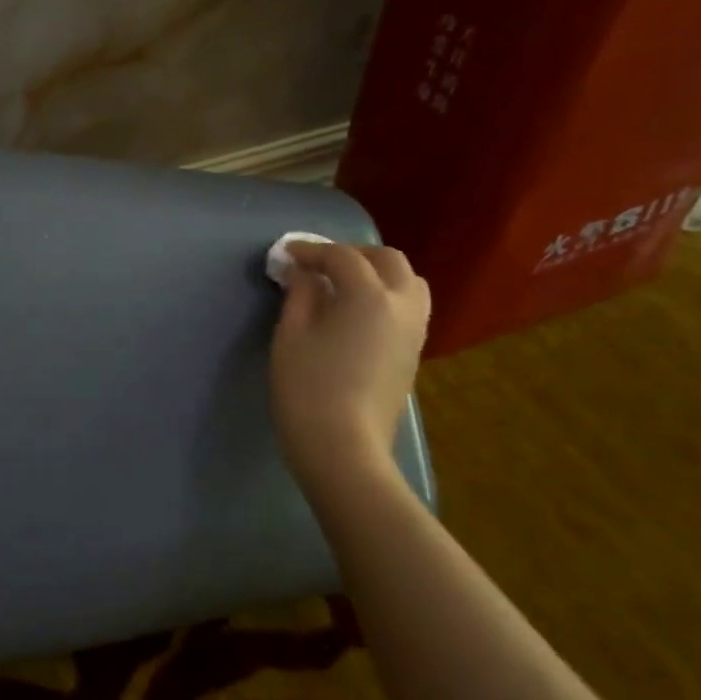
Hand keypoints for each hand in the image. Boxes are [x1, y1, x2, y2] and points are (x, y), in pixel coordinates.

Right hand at [270, 240, 430, 495]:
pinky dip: (385, 297)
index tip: (287, 255)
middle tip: (320, 264)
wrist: (343, 449)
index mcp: (370, 296)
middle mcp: (402, 306)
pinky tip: (356, 314)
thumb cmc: (308, 388)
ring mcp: (414, 332)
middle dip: (353, 254)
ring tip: (343, 285)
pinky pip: (408, 309)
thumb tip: (305, 275)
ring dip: (377, 273)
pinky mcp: (413, 356)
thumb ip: (299, 295)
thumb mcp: (291, 335)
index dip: (312, 250)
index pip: (343, 257)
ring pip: (408, 284)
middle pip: (388, 260)